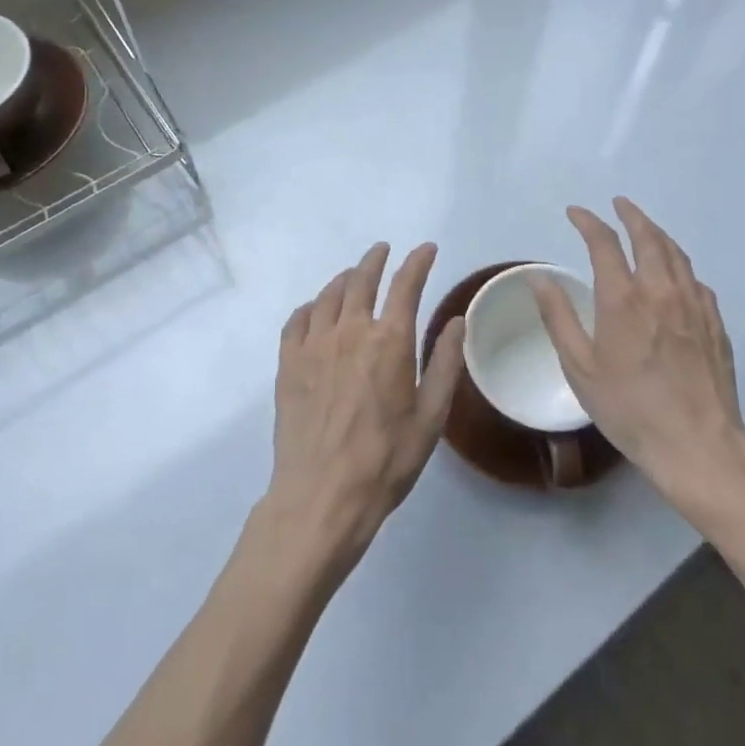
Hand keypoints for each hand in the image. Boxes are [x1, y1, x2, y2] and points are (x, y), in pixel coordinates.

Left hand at [264, 242, 465, 574]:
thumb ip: (446, 363)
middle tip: (383, 251)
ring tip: (353, 277)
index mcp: (389, 341)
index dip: (418, 262)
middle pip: (361, 279)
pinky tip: (315, 311)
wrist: (321, 496)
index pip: (406, 285)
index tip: (427, 249)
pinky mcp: (288, 362)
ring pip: (329, 295)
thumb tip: (457, 319)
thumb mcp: (431, 417)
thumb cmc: (385, 461)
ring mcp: (314, 344)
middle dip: (375, 260)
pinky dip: (311, 307)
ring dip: (345, 279)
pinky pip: (297, 319)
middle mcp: (350, 331)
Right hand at [529, 198, 744, 521]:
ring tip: (646, 228)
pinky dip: (680, 266)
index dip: (588, 222)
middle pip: (649, 237)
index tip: (575, 212)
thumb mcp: (579, 367)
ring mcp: (694, 306)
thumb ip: (558, 317)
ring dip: (658, 234)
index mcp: (623, 299)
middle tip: (619, 204)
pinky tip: (676, 275)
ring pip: (677, 254)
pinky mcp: (715, 324)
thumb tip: (538, 277)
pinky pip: (696, 281)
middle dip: (631, 214)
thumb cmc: (629, 409)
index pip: (604, 243)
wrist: (698, 446)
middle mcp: (661, 292)